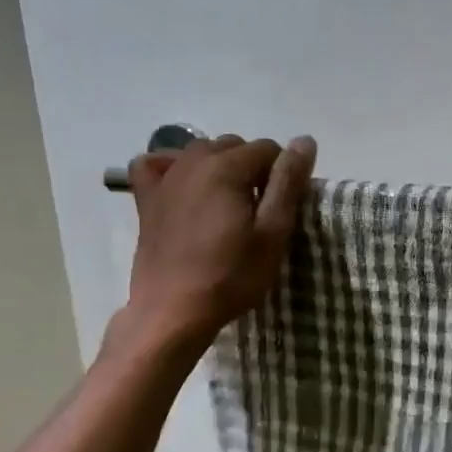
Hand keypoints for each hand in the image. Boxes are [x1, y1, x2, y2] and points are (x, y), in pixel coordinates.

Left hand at [116, 134, 317, 353]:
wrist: (173, 311)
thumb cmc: (231, 277)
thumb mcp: (273, 234)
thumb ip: (288, 184)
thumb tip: (305, 140)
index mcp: (227, 168)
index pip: (268, 148)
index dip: (282, 174)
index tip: (282, 207)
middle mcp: (193, 162)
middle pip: (234, 146)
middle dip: (252, 169)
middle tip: (259, 211)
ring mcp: (165, 178)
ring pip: (200, 152)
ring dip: (220, 168)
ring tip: (228, 206)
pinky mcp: (146, 199)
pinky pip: (156, 165)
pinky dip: (173, 168)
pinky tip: (184, 188)